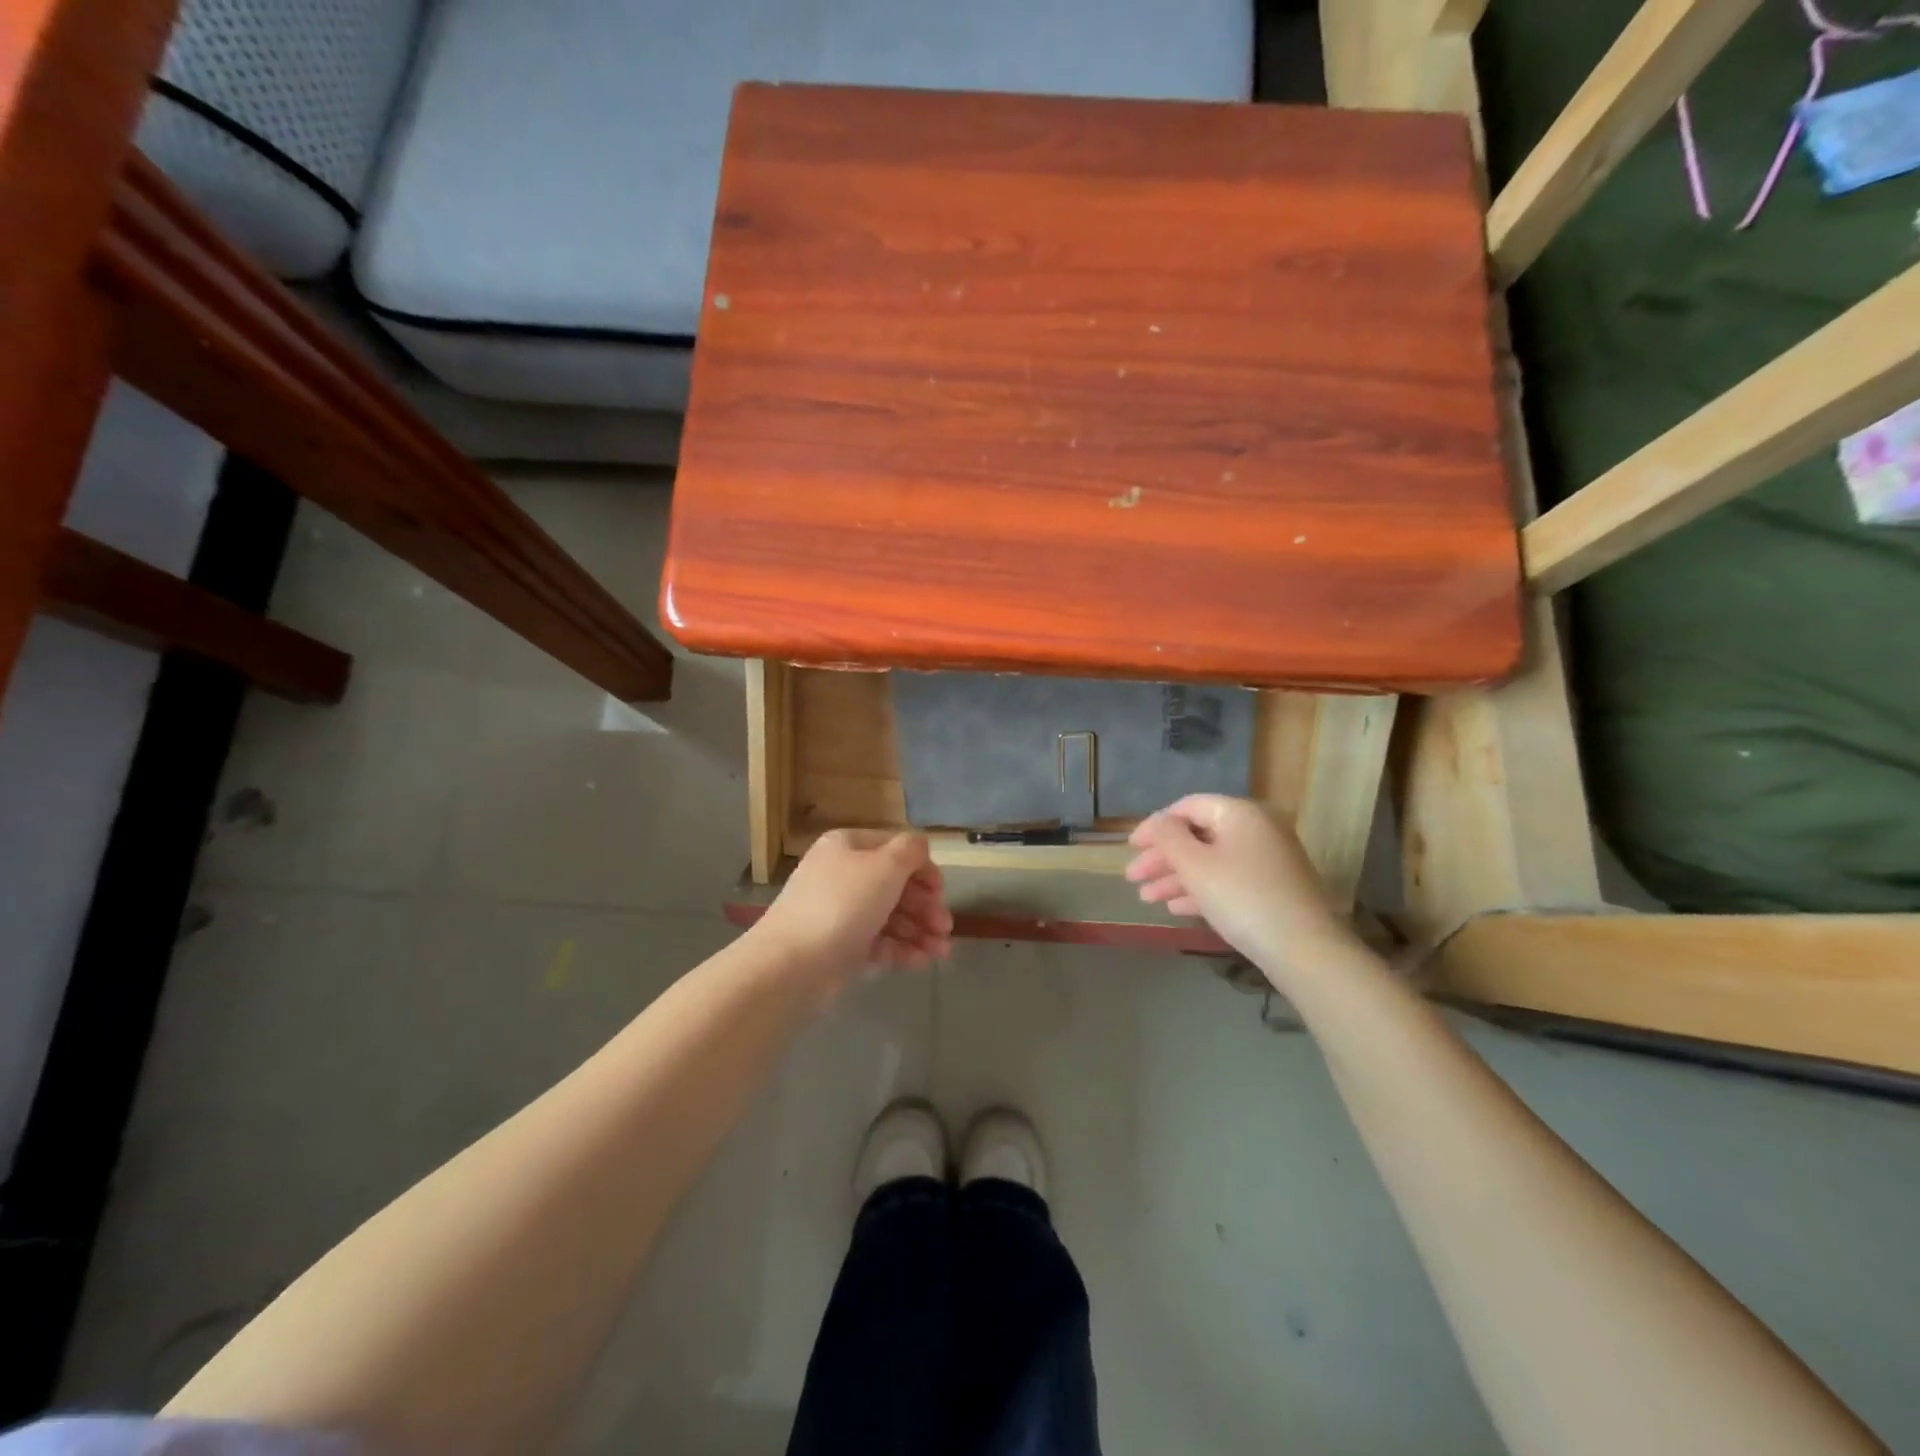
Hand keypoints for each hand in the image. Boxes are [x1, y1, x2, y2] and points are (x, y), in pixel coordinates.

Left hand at [753, 829, 953, 986]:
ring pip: (888, 917)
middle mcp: (842, 875)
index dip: (922, 868)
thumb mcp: (885, 866)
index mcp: (847, 846)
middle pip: (894, 886)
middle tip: (946, 928)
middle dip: (925, 907)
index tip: (942, 892)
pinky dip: (901, 950)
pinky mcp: (839, 948)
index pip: (894, 849)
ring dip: (919, 931)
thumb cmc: (843, 904)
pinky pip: (877, 943)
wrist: (792, 964)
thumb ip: (910, 850)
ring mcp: (839, 913)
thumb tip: (919, 846)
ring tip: (942, 953)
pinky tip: (923, 962)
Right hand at [1125, 795, 1353, 976]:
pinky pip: (1228, 880)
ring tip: (1147, 899)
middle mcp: (1257, 829)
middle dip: (1162, 857)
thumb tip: (1158, 822)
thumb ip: (1167, 837)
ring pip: (1211, 861)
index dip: (1154, 826)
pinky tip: (1176, 908)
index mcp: (1239, 813)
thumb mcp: (1194, 864)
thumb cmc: (1241, 897)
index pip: (1187, 807)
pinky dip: (1201, 890)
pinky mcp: (1273, 889)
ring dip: (1176, 877)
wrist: (1304, 949)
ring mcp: (1268, 860)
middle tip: (1133, 878)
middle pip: (1198, 835)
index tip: (1130, 848)